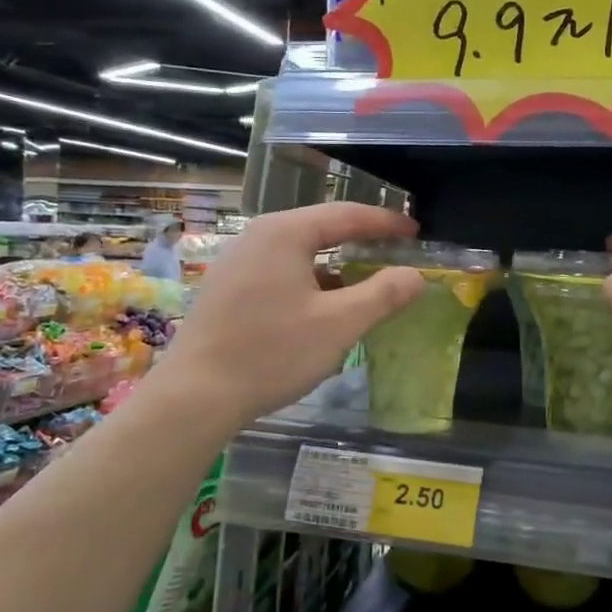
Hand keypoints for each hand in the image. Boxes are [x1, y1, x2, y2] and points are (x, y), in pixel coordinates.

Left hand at [151, 203, 424, 432]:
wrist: (195, 396)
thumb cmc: (272, 353)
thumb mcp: (338, 325)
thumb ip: (383, 295)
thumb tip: (415, 275)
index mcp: (285, 233)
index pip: (346, 215)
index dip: (385, 223)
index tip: (415, 232)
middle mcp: (258, 237)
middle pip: (321, 229)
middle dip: (361, 242)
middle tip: (394, 253)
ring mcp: (237, 262)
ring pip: (300, 254)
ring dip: (335, 266)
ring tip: (365, 285)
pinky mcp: (227, 288)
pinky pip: (280, 272)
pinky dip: (310, 282)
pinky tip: (323, 310)